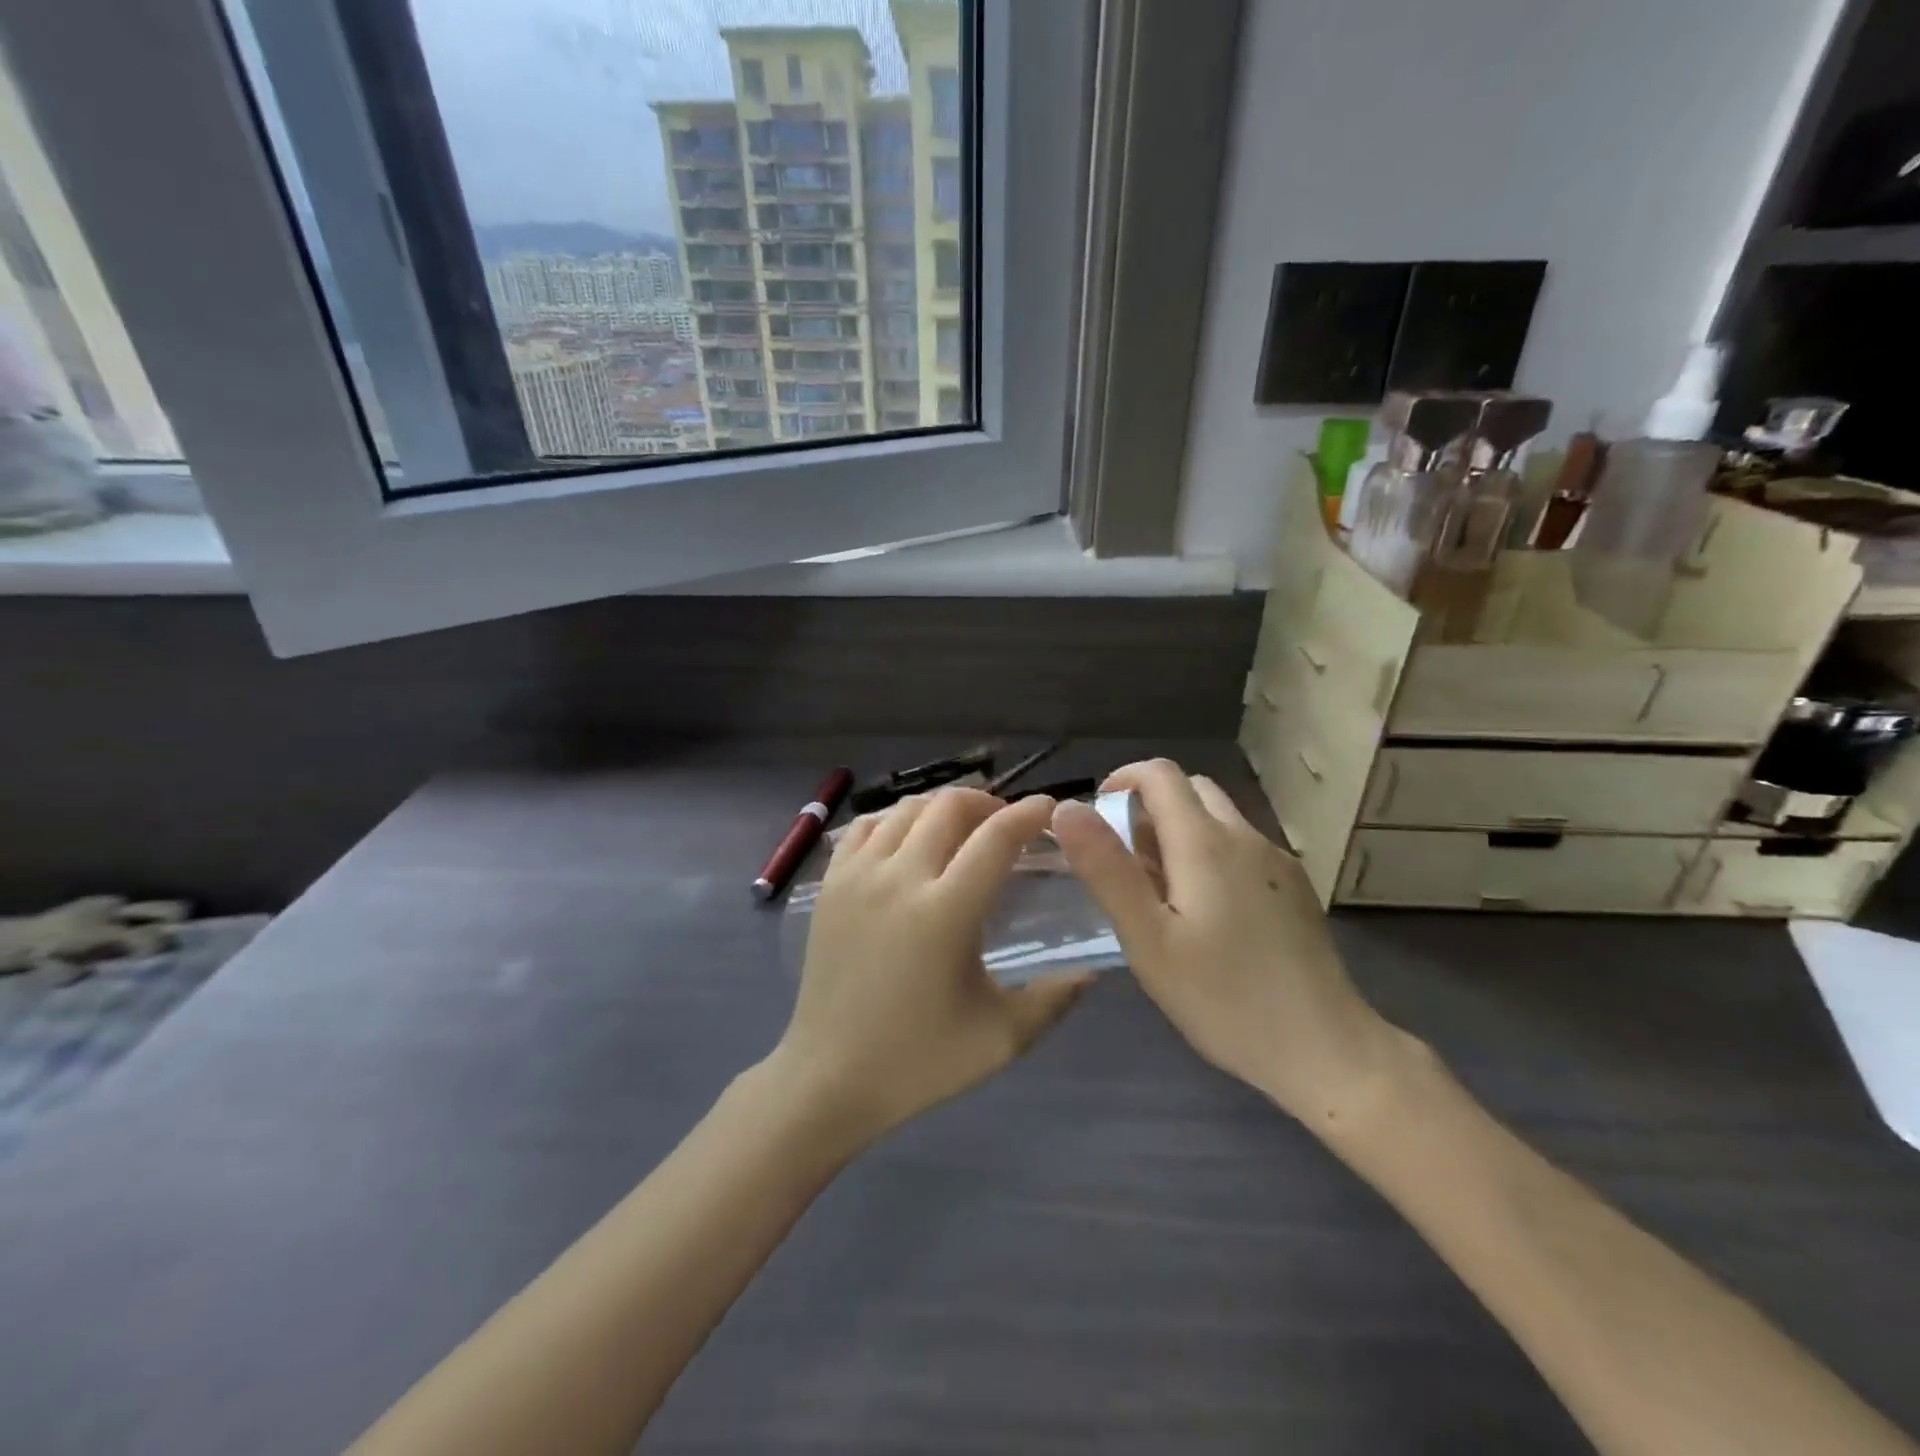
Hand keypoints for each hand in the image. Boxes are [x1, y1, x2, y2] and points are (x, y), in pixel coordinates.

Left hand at [770, 788, 1087, 1149]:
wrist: (830, 1078)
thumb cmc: (919, 1061)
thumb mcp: (1001, 1039)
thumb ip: (1054, 998)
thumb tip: (1093, 969)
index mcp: (945, 912)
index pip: (997, 837)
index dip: (1030, 813)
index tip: (1051, 809)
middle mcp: (900, 878)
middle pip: (950, 806)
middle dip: (988, 803)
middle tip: (1007, 826)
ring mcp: (858, 875)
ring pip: (907, 808)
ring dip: (943, 808)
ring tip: (962, 830)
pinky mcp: (830, 883)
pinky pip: (867, 826)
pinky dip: (896, 819)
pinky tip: (910, 841)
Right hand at [1052, 760, 1403, 1126]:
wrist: (1326, 1049)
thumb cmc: (1224, 998)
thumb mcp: (1148, 939)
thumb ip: (1106, 869)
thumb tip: (1067, 809)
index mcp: (1205, 842)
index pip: (1160, 774)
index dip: (1122, 780)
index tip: (1097, 817)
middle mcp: (1245, 837)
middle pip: (1191, 790)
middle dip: (1150, 807)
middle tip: (1125, 861)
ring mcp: (1277, 861)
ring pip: (1219, 819)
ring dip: (1180, 832)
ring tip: (1161, 893)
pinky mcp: (1295, 888)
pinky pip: (1241, 848)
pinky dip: (1210, 854)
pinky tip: (1208, 915)